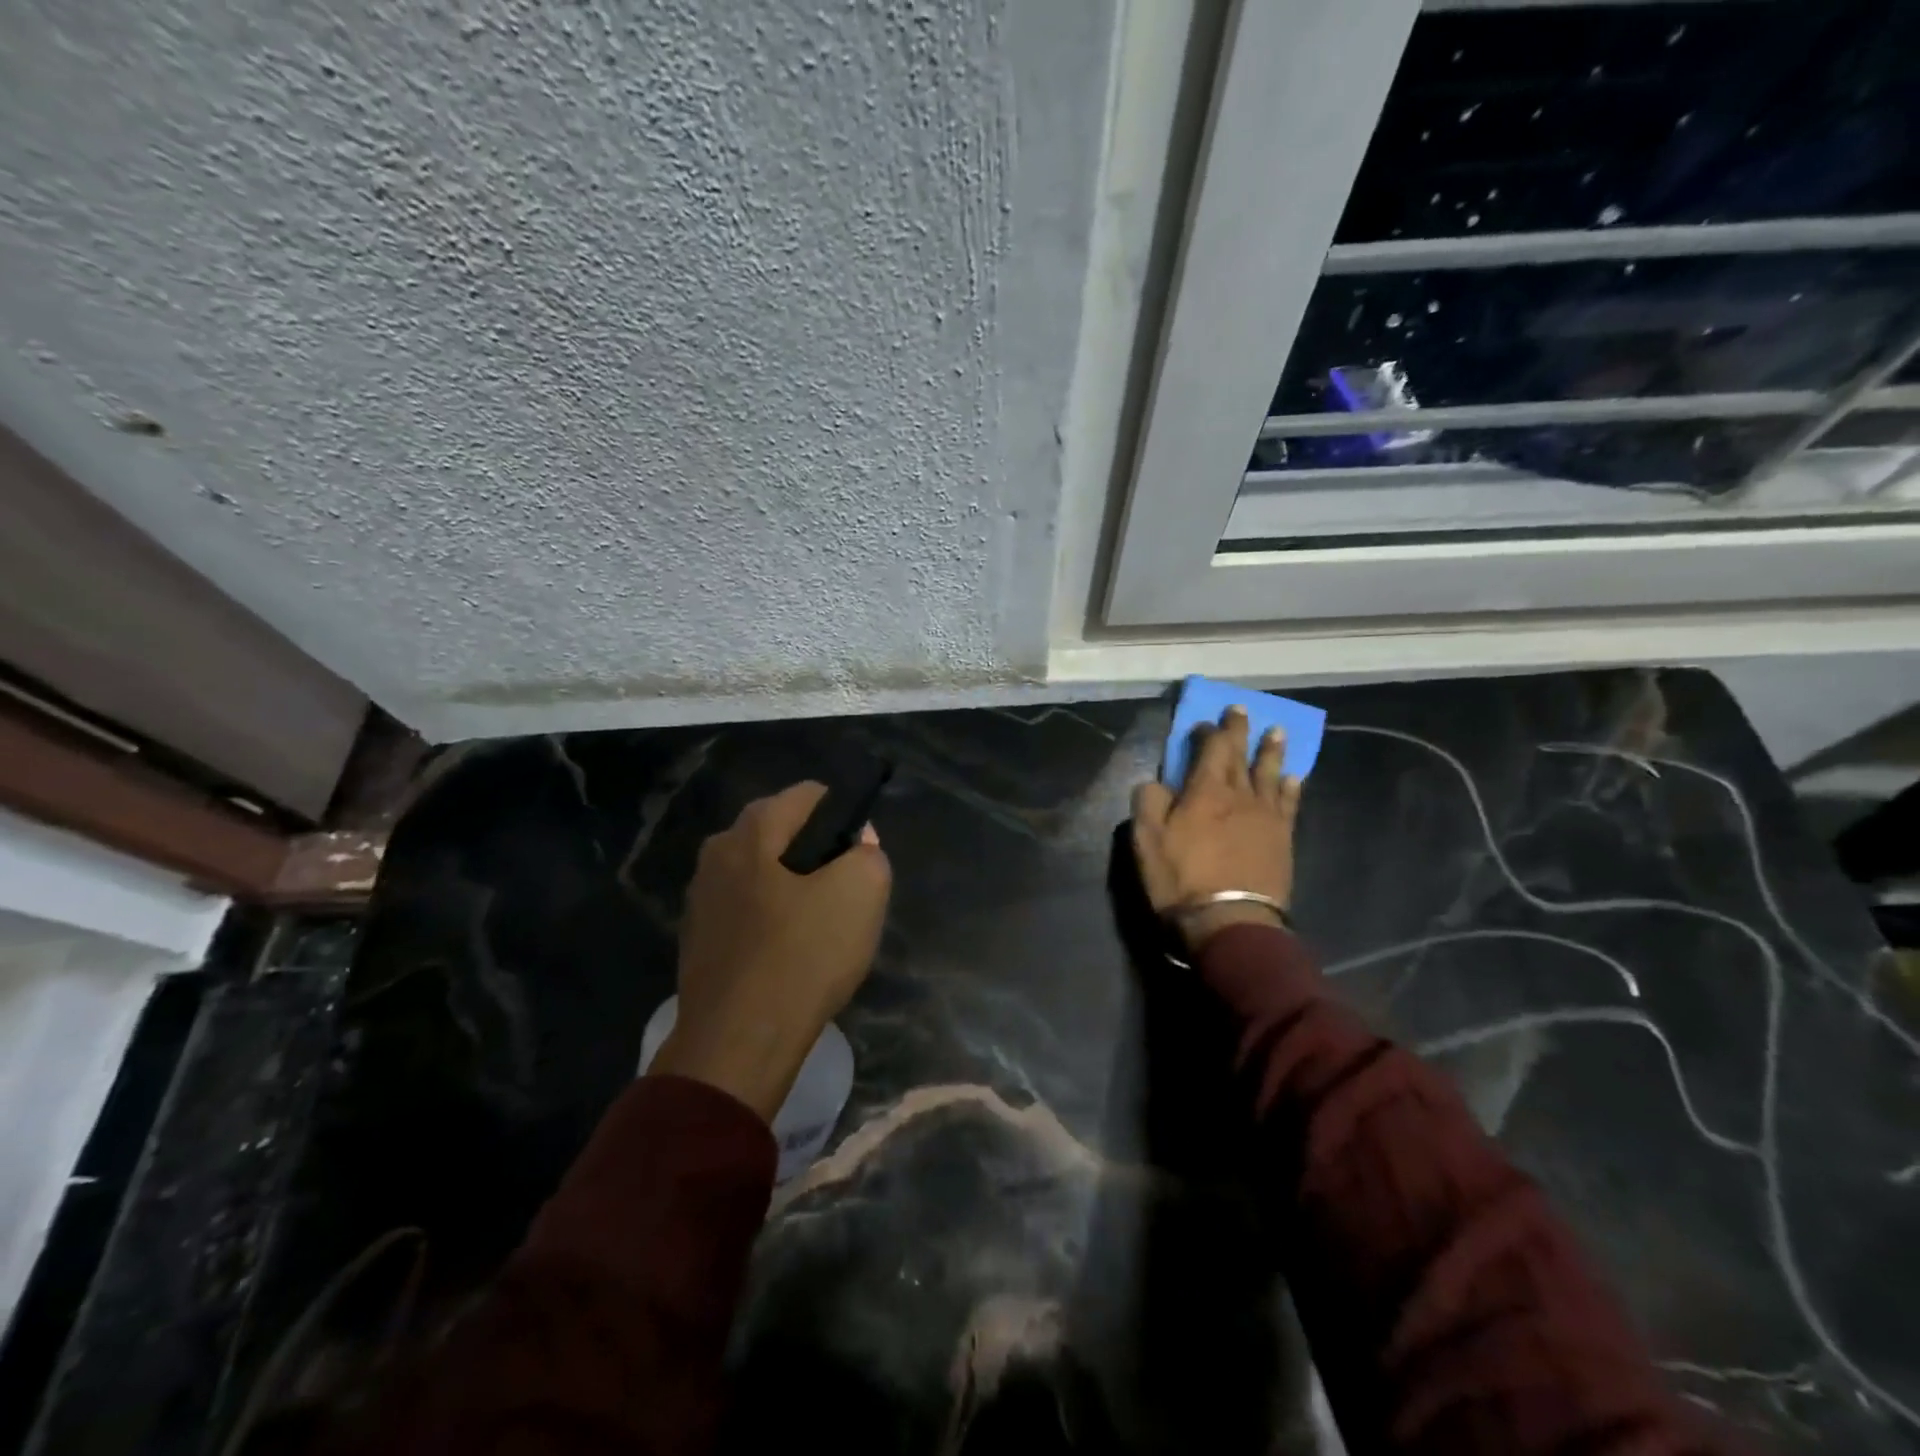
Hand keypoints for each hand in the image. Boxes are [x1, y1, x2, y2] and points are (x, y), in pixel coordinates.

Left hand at [649, 782, 891, 1121]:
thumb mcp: (862, 893)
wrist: (738, 1041)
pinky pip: (744, 908)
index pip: (809, 794)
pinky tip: (787, 951)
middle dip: (816, 849)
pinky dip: (768, 917)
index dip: (844, 814)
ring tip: (819, 923)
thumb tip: (856, 843)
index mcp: (752, 830)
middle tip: (844, 889)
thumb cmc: (804, 956)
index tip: (861, 853)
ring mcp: (700, 896)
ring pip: (760, 871)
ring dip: (791, 885)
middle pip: (780, 831)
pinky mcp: (695, 937)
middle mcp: (717, 851)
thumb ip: (868, 854)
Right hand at [1132, 705, 1302, 953]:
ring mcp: (1266, 816)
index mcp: (1205, 790)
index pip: (1210, 749)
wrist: (1230, 920)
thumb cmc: (1182, 878)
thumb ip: (1149, 802)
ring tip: (1277, 732)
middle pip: (1242, 755)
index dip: (1208, 732)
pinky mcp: (1283, 838)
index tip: (1204, 722)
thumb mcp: (1147, 839)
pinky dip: (1291, 787)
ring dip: (1272, 751)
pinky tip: (1294, 777)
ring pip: (1270, 774)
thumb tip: (1156, 782)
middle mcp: (1240, 795)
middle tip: (1243, 710)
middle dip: (1240, 731)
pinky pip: (1290, 804)